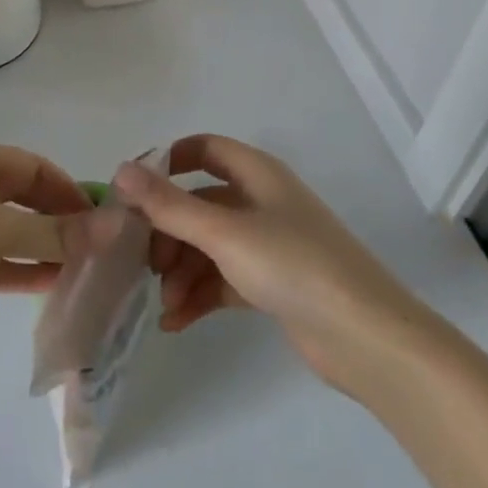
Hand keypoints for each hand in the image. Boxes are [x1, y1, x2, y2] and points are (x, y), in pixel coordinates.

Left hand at [0, 141, 91, 351]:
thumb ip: (55, 232)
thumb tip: (113, 228)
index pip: (32, 167)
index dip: (67, 188)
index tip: (99, 215)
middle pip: (21, 199)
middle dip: (57, 220)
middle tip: (96, 245)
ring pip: (9, 233)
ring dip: (42, 248)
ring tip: (83, 268)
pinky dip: (20, 270)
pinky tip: (53, 283)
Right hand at [113, 134, 410, 387]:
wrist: (366, 337)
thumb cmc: (293, 266)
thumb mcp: (224, 232)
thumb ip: (169, 204)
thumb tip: (121, 170)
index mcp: (256, 174)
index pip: (204, 149)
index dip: (168, 163)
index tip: (134, 193)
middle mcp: (261, 202)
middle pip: (199, 203)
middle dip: (168, 232)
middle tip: (143, 264)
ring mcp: (268, 244)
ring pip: (208, 245)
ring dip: (181, 271)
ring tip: (164, 305)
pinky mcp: (272, 283)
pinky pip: (223, 279)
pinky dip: (199, 295)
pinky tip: (176, 323)